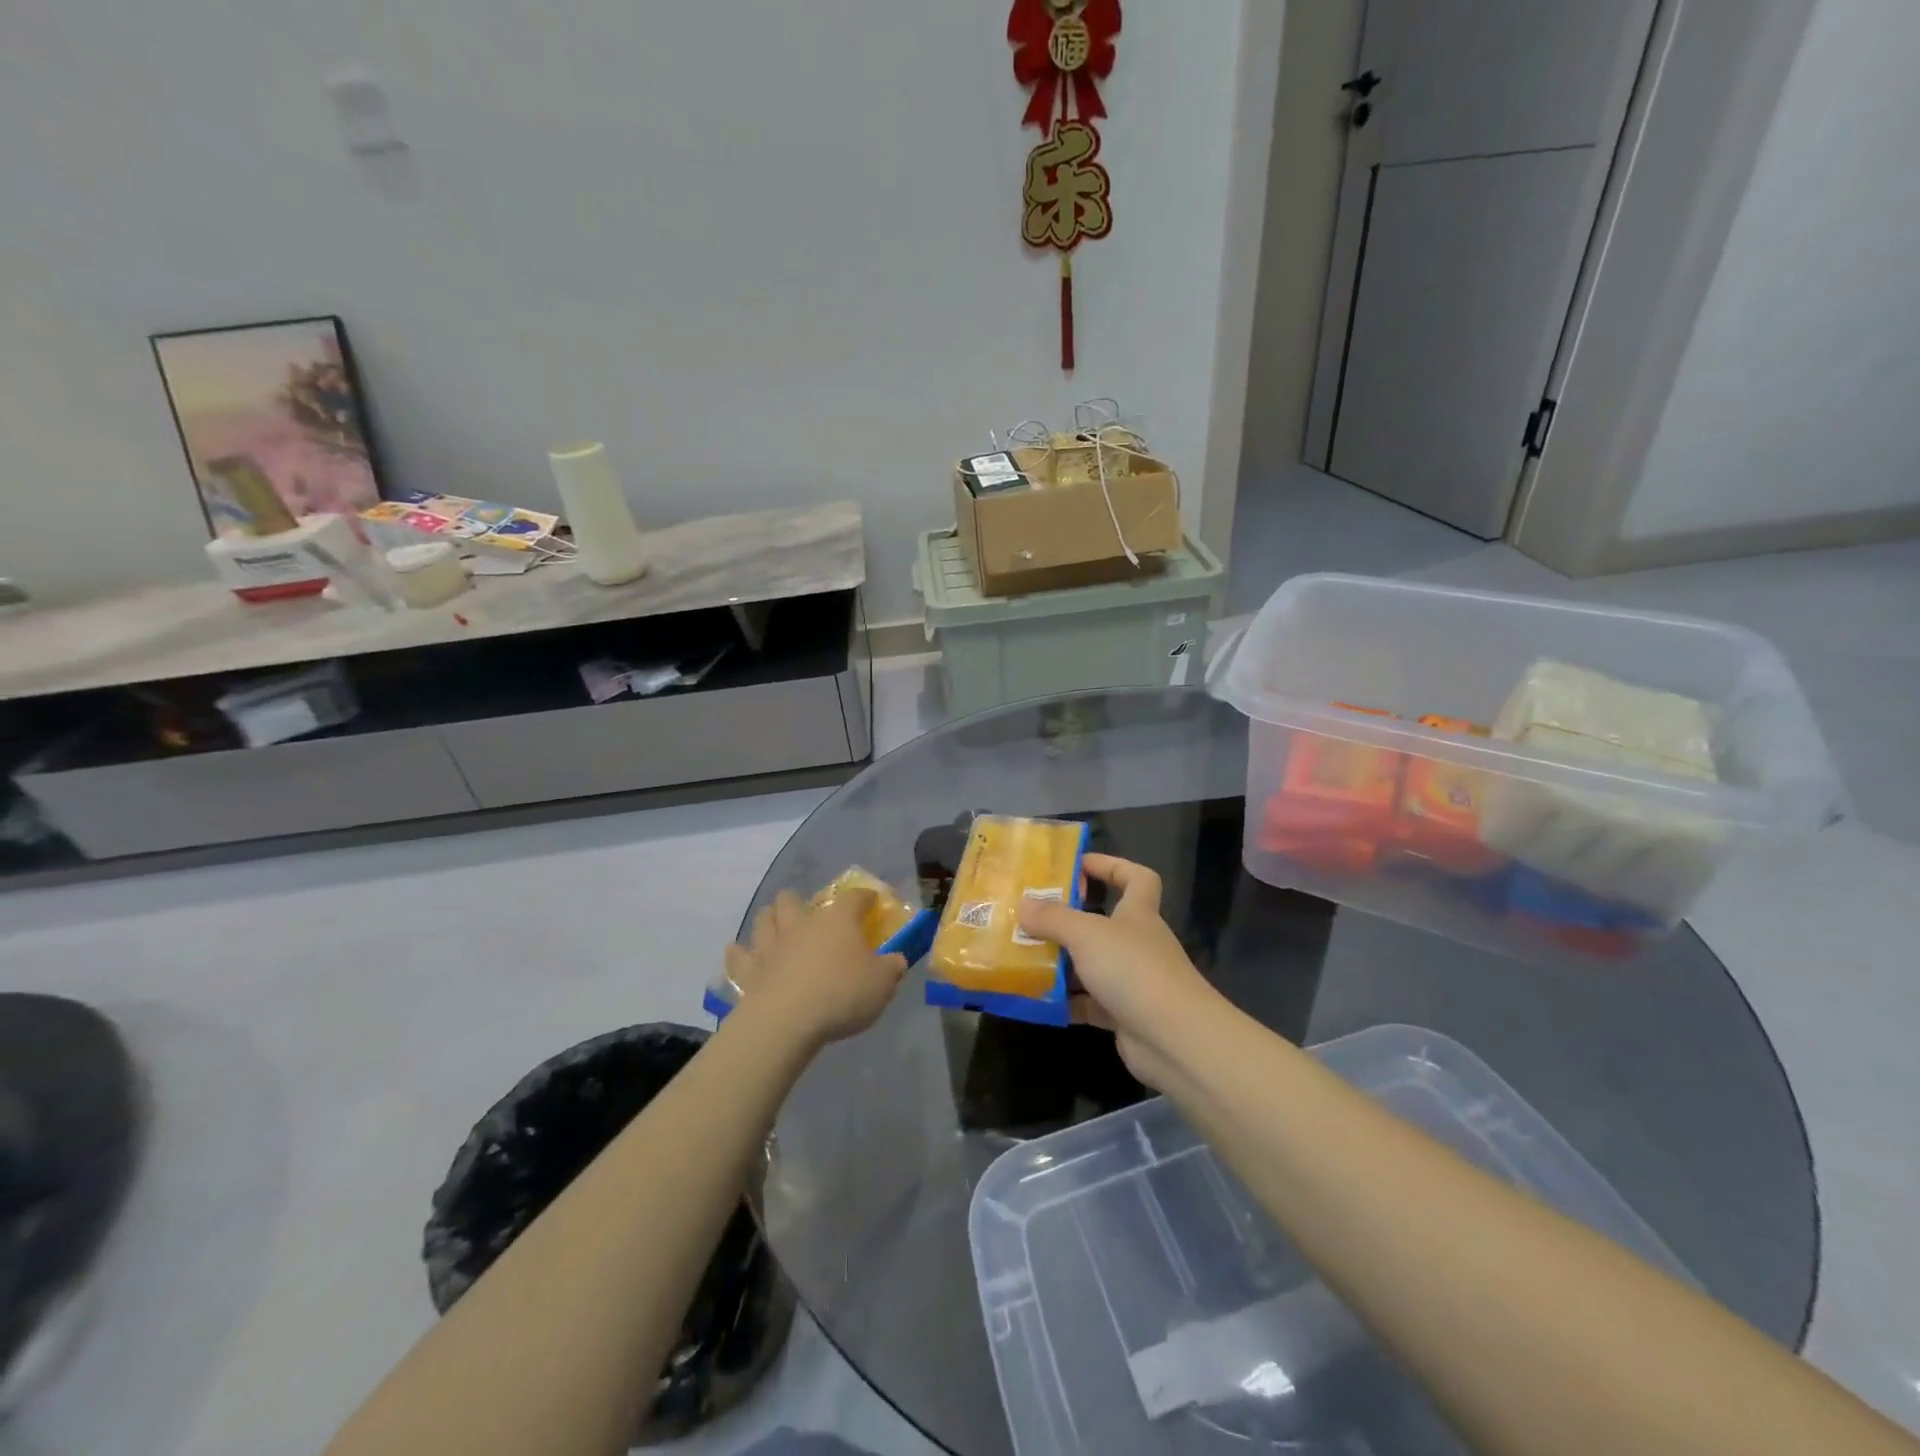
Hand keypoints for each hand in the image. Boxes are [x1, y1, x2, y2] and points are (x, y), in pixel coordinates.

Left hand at [723, 889, 907, 1048]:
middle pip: (793, 899)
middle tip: (810, 919)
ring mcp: (771, 945)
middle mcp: (802, 923)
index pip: (854, 897)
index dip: (865, 898)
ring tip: (776, 928)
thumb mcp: (883, 984)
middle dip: (799, 903)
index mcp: (838, 920)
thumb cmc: (842, 995)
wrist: (787, 1021)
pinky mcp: (749, 970)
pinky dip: (739, 953)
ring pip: (764, 918)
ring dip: (770, 920)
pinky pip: (738, 956)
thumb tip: (896, 960)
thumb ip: (892, 968)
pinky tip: (740, 954)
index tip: (871, 903)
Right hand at [1015, 855, 1222, 1088]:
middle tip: (1031, 918)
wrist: (1175, 1039)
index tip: (1078, 866)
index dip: (1111, 866)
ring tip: (1022, 957)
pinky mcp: (1124, 1016)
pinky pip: (1088, 1003)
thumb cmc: (1133, 970)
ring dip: (1062, 962)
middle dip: (1069, 920)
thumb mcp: (1086, 934)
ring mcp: (1133, 981)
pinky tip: (1036, 999)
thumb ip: (1053, 918)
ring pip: (1092, 964)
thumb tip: (1023, 903)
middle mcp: (1137, 943)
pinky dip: (1065, 1002)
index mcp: (1138, 913)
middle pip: (1104, 922)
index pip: (1136, 877)